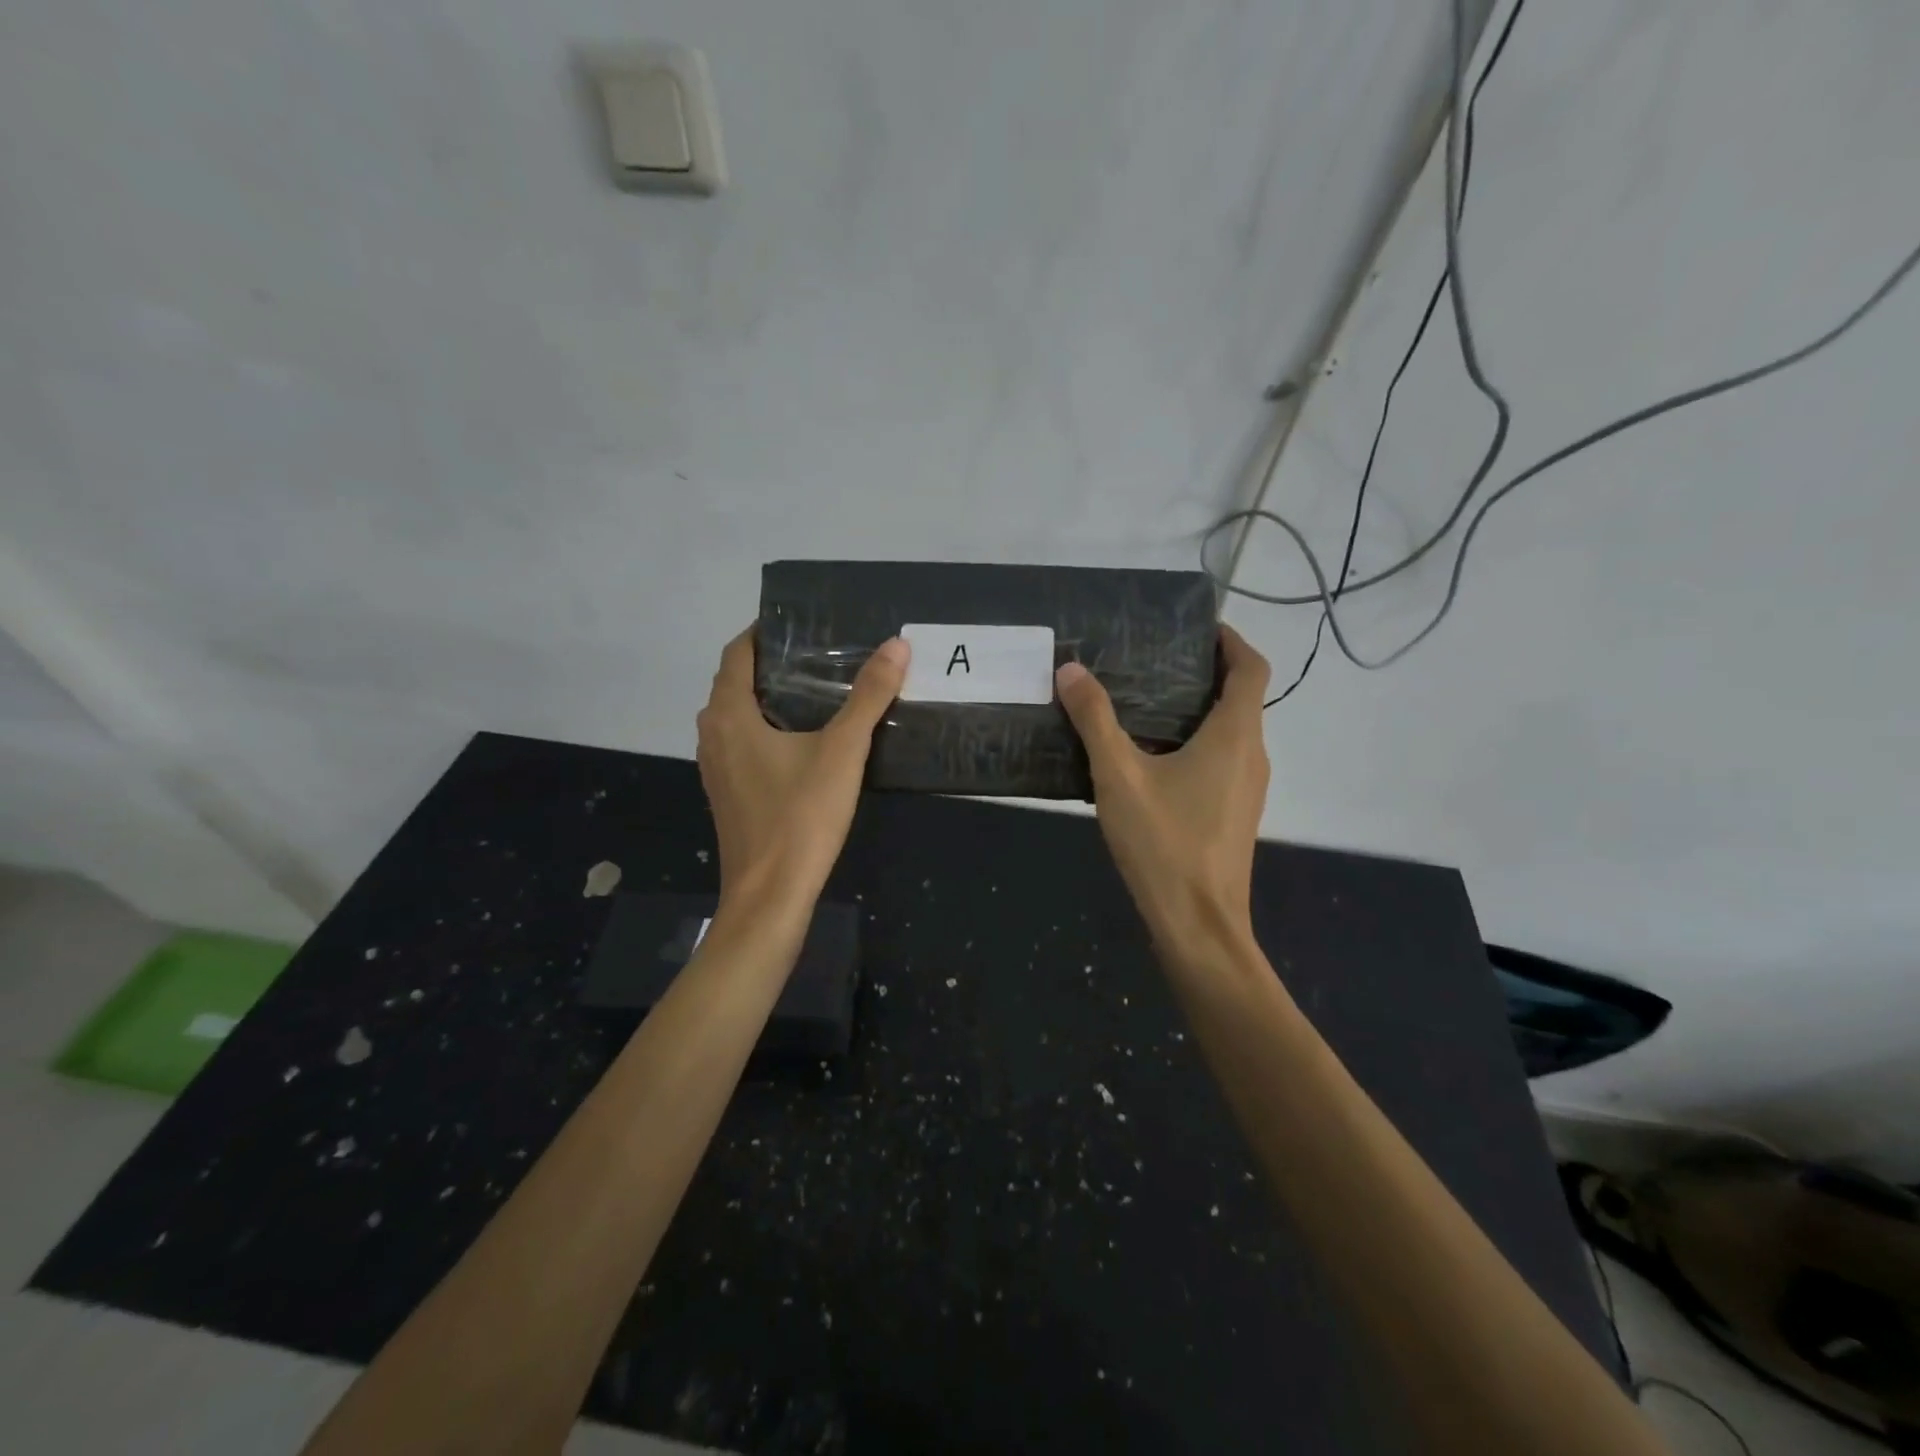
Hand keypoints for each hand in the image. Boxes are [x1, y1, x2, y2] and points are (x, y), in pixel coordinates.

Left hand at [696, 627, 908, 915]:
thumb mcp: (843, 751)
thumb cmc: (801, 816)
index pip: (738, 653)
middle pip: (735, 682)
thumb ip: (868, 696)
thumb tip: (896, 645)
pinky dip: (766, 728)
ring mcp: (716, 767)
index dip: (764, 632)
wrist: (770, 895)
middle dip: (772, 663)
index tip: (800, 623)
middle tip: (819, 652)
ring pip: (738, 715)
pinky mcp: (728, 792)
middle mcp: (712, 734)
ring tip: (816, 689)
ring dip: (768, 697)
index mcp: (729, 714)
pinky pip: (742, 743)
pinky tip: (804, 739)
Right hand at [1055, 625, 1271, 949]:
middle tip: (1153, 660)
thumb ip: (1095, 719)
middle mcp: (1253, 754)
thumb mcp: (1118, 775)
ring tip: (1145, 701)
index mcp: (1236, 735)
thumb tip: (1071, 669)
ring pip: (1232, 730)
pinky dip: (1197, 741)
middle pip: (1242, 696)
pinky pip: (1223, 759)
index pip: (1251, 668)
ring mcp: (1248, 786)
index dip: (1230, 640)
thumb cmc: (1164, 843)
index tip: (1196, 628)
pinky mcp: (1235, 812)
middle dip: (1205, 672)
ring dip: (1199, 708)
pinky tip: (1152, 756)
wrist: (1198, 924)